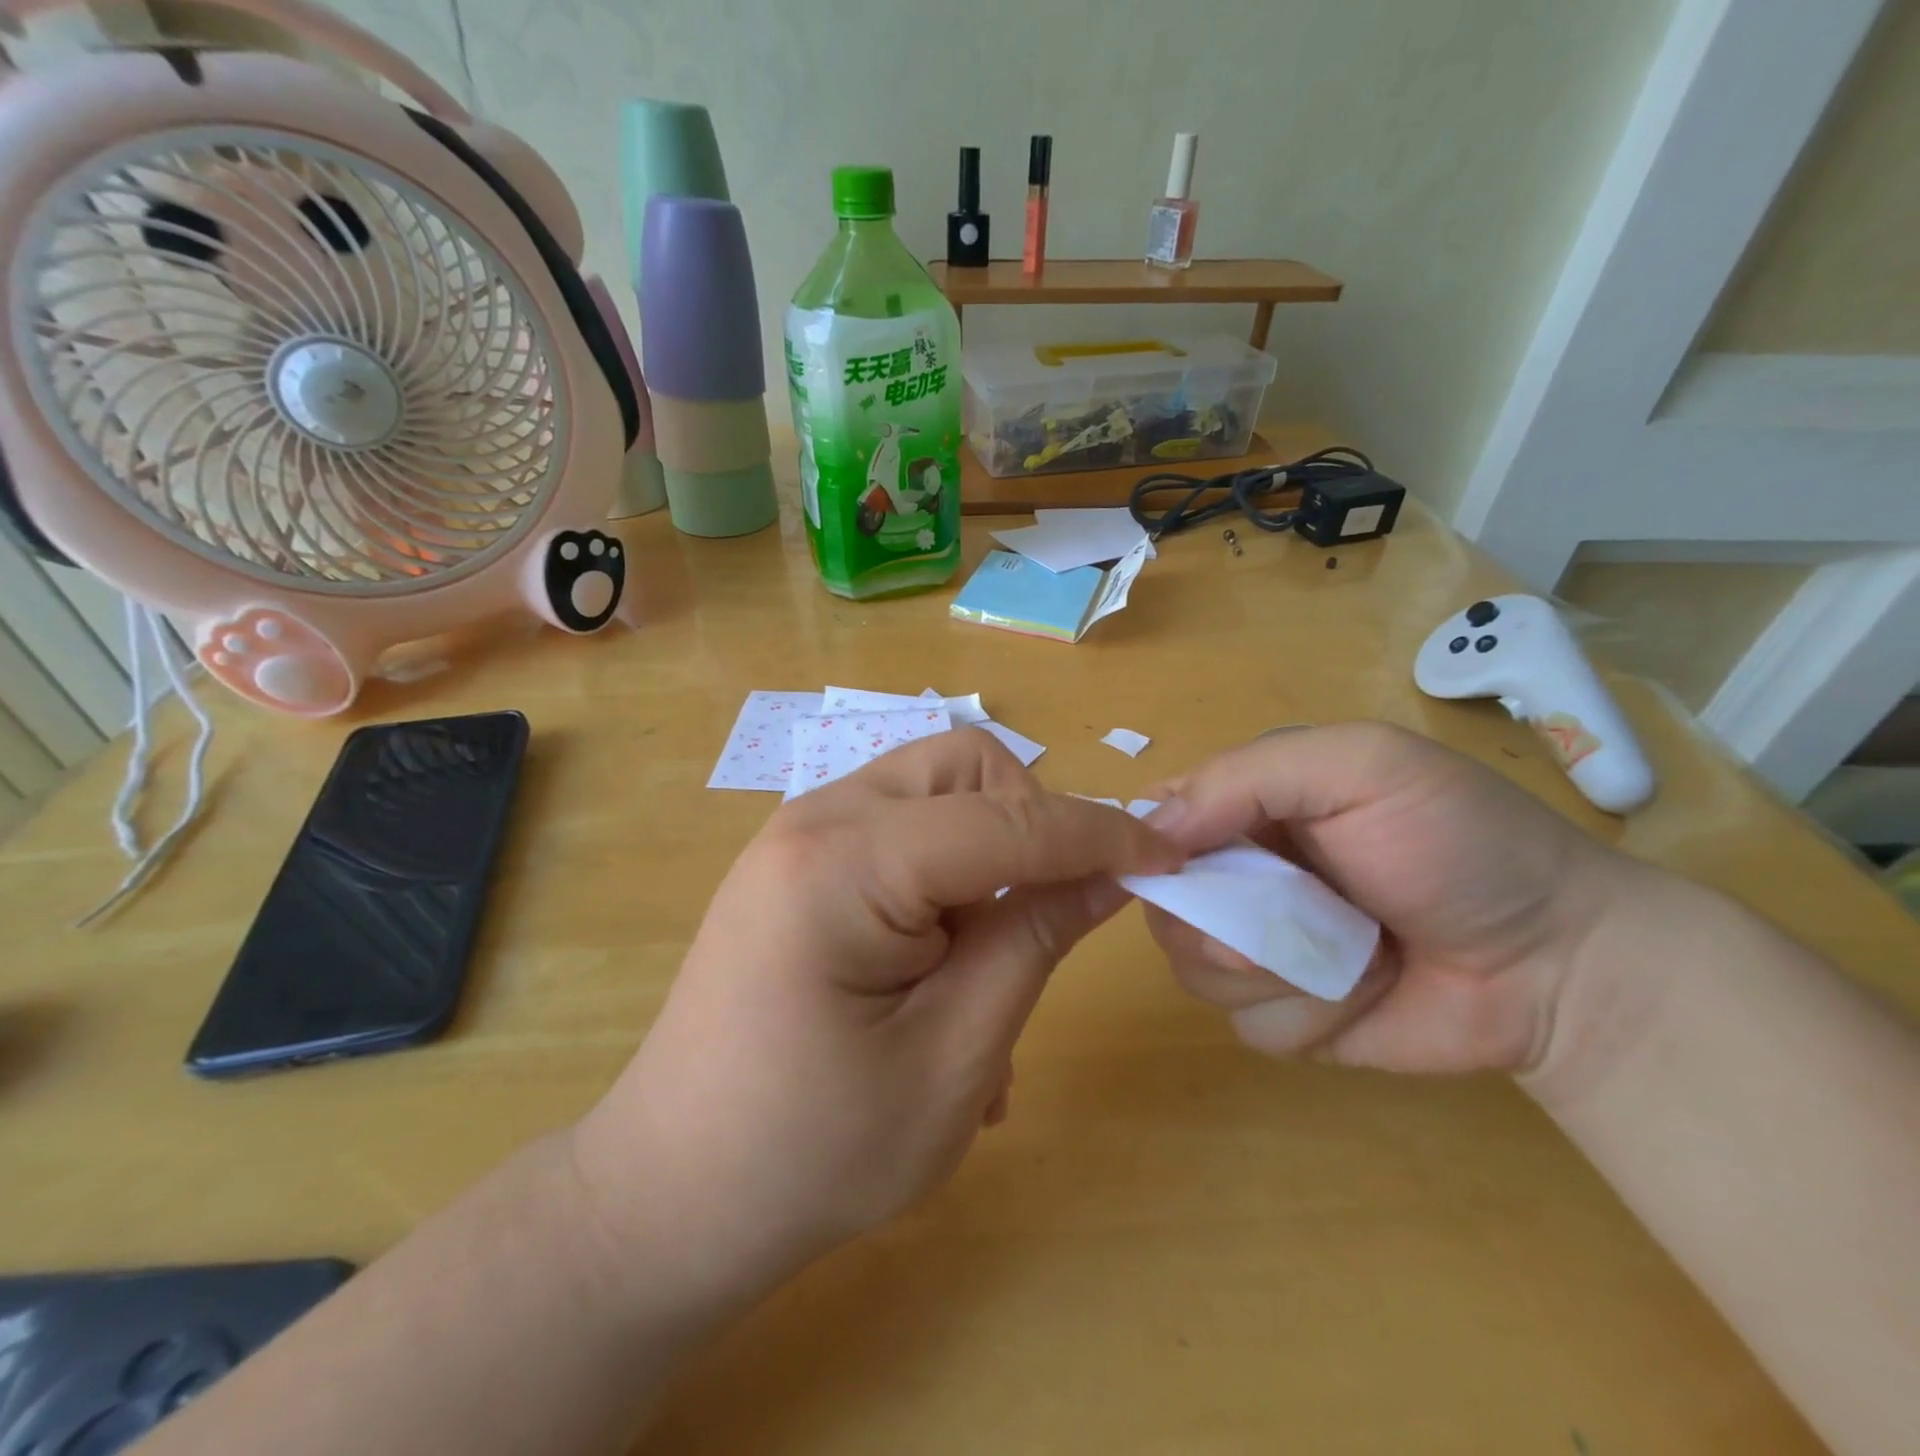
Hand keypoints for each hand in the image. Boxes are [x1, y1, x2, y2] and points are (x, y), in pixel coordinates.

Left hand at [573, 729, 1180, 1313]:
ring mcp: (799, 832)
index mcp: (843, 863)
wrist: (671, 1191)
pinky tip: (943, 962)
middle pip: (962, 767)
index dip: (1098, 835)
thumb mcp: (954, 1057)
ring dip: (990, 847)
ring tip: (990, 956)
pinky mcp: (799, 859)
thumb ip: (1033, 940)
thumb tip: (1111, 870)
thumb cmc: (812, 1152)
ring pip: (934, 788)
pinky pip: (901, 827)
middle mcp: (814, 817)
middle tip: (1047, 912)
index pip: (1004, 819)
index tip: (1171, 858)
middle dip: (1030, 822)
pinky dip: (947, 869)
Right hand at [1141, 722, 1643, 1074]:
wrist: (1560, 965)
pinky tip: (1360, 995)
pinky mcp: (1283, 1012)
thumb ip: (1246, 778)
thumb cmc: (1460, 843)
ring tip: (1351, 954)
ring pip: (1193, 968)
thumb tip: (1149, 832)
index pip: (1151, 818)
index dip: (1149, 846)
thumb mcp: (1360, 767)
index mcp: (1245, 805)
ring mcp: (1257, 947)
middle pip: (1161, 902)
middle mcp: (1237, 873)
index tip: (1181, 867)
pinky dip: (1302, 1015)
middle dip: (1215, 921)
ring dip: (1272, 970)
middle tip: (1285, 919)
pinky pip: (1243, 1023)